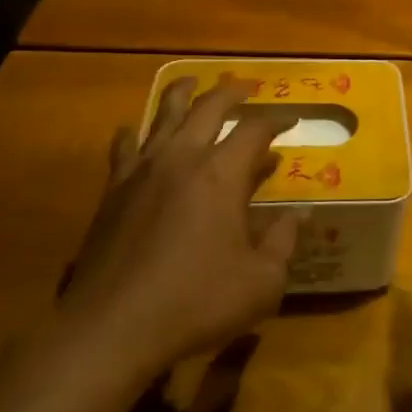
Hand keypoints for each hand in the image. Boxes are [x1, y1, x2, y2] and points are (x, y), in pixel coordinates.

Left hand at [59, 77, 302, 368]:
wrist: (111, 328)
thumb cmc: (195, 303)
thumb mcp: (260, 282)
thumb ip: (283, 241)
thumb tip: (301, 214)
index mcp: (221, 173)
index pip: (255, 129)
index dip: (277, 121)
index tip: (291, 120)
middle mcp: (182, 158)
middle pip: (208, 106)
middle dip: (232, 91)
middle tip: (247, 87)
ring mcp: (142, 170)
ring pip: (163, 114)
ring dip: (182, 94)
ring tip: (191, 83)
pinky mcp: (113, 191)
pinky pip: (125, 146)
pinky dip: (136, 132)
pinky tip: (136, 131)